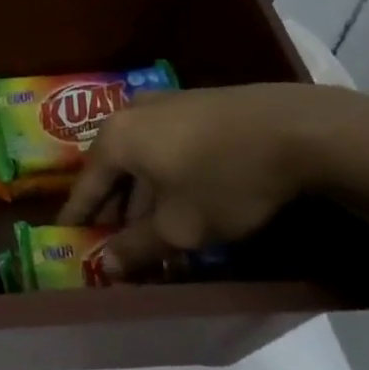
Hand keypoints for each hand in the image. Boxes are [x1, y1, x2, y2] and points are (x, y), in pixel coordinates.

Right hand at [56, 83, 368, 276]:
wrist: (300, 129)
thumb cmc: (225, 180)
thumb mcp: (180, 227)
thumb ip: (137, 247)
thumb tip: (105, 267)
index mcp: (116, 139)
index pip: (85, 186)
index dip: (78, 217)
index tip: (68, 238)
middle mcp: (132, 113)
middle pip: (112, 168)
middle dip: (114, 208)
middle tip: (116, 240)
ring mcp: (168, 102)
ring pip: (142, 156)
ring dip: (143, 192)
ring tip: (153, 227)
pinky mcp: (200, 103)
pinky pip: (168, 144)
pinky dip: (167, 173)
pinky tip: (184, 197)